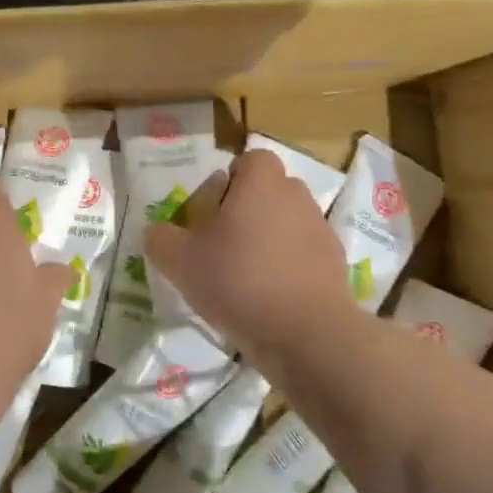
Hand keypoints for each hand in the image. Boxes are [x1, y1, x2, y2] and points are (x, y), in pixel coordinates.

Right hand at [144, 148, 352, 378]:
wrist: (305, 333)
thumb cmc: (238, 281)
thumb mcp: (180, 261)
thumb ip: (160, 239)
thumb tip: (157, 231)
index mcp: (261, 183)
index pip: (250, 160)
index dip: (230, 181)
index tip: (212, 212)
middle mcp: (296, 196)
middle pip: (269, 192)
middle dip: (247, 211)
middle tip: (221, 245)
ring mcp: (320, 230)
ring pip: (286, 223)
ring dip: (267, 240)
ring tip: (245, 277)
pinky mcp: (335, 264)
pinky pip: (303, 255)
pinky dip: (288, 268)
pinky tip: (270, 298)